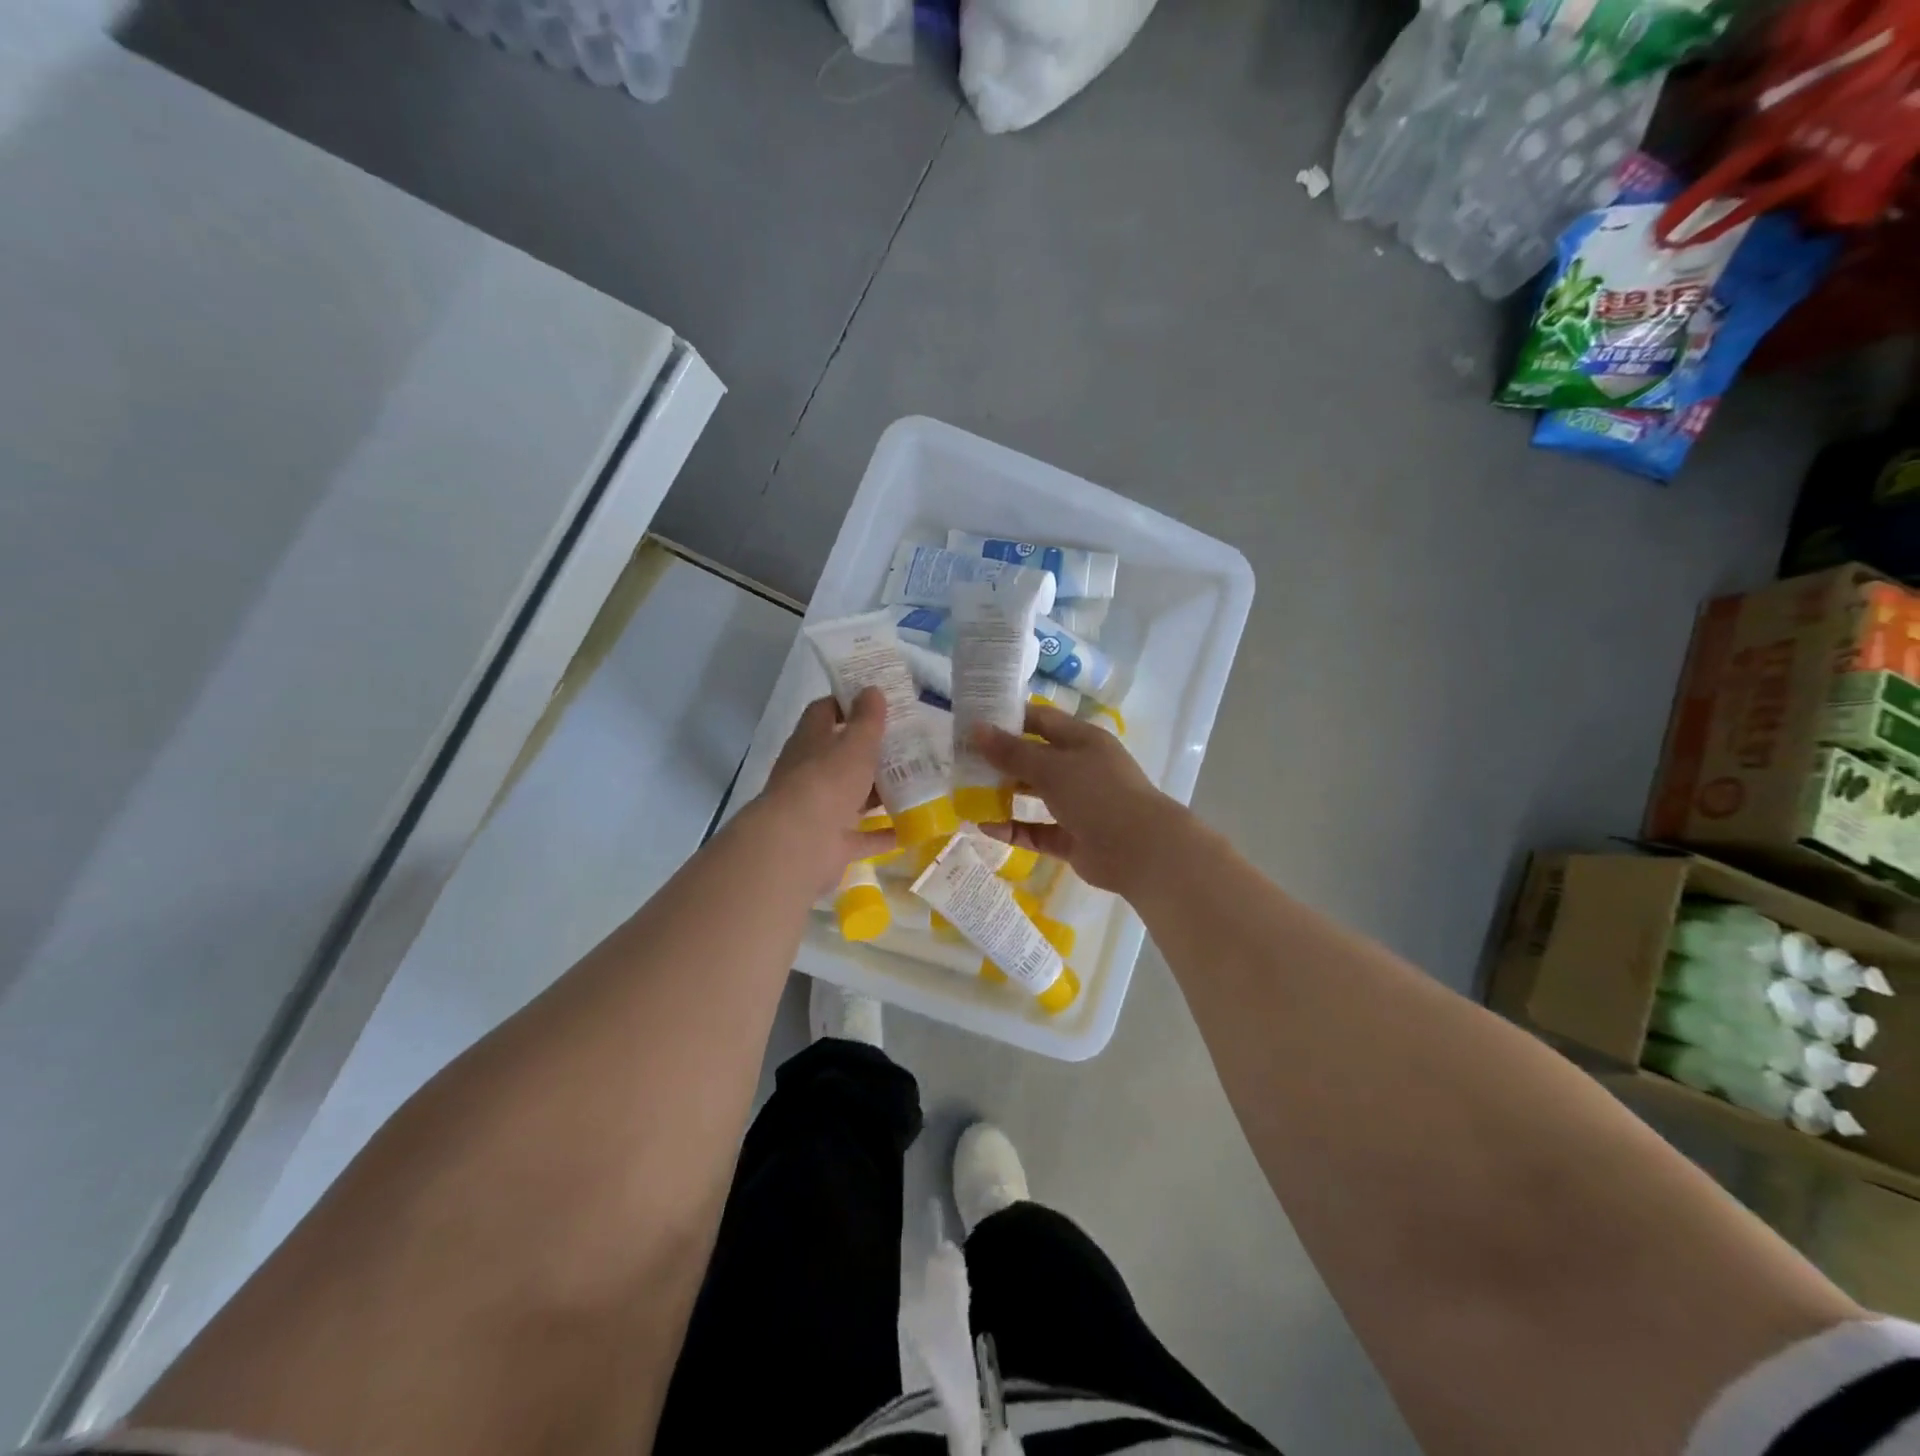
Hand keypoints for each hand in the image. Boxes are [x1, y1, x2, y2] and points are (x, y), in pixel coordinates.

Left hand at [759, 689, 894, 890]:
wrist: (800, 843)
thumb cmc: (828, 781)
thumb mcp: (854, 744)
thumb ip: (867, 719)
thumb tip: (872, 689)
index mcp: (811, 742)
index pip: (825, 712)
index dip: (848, 703)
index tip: (878, 701)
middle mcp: (812, 773)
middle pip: (841, 756)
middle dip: (871, 751)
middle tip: (909, 743)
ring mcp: (821, 810)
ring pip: (853, 796)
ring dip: (879, 792)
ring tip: (917, 783)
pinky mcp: (833, 843)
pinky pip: (863, 836)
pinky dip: (884, 833)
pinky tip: (912, 827)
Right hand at [972, 703, 1187, 893]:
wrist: (1141, 851)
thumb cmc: (1098, 794)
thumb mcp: (1052, 767)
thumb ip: (1012, 752)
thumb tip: (976, 730)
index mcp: (1082, 740)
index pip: (1041, 721)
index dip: (1009, 718)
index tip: (973, 722)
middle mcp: (1080, 769)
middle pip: (1035, 758)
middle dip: (1001, 759)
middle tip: (962, 760)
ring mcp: (1077, 805)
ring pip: (1034, 795)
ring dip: (1004, 794)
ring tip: (967, 793)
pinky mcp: (1072, 838)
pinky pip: (1036, 830)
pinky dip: (1014, 828)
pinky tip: (985, 827)